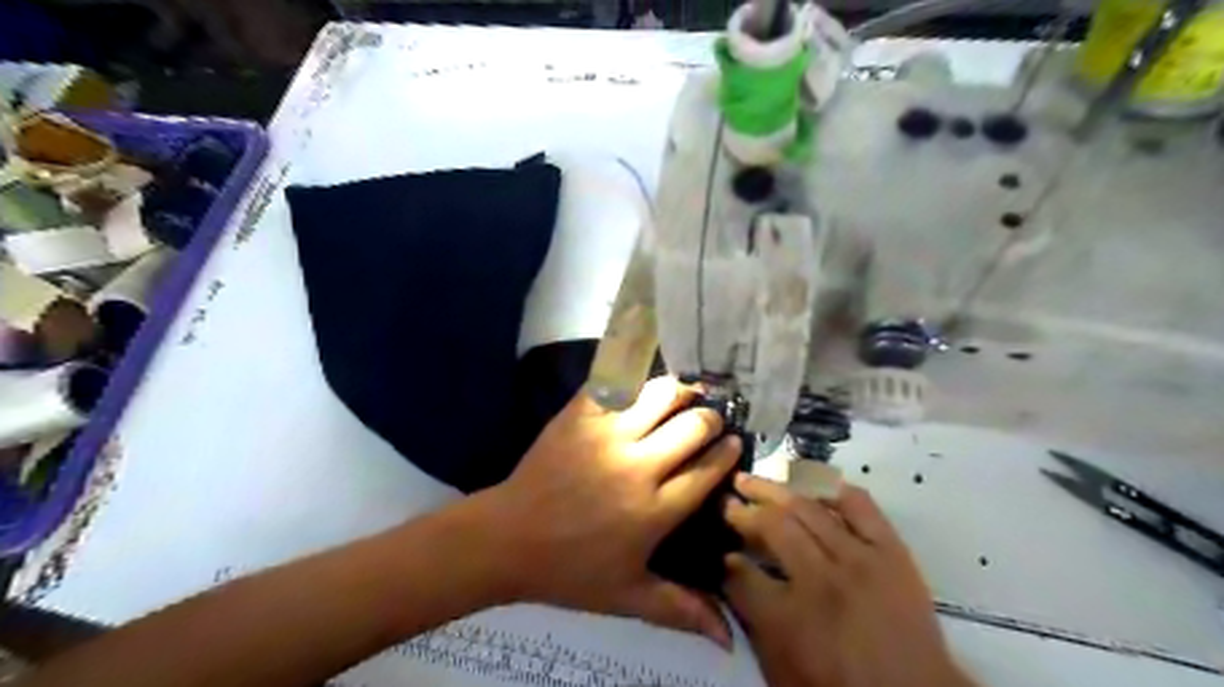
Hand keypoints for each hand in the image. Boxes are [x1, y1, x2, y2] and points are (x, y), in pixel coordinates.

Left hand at [483, 379, 741, 646]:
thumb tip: (729, 639)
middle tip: (709, 420)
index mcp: (653, 509)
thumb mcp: (627, 596)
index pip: (708, 469)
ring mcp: (605, 435)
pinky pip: (614, 383)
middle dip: (710, 418)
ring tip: (683, 395)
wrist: (508, 539)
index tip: (733, 442)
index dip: (727, 451)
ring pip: (658, 395)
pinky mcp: (578, 416)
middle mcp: (636, 465)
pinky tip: (640, 385)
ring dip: (678, 392)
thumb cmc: (570, 571)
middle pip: (692, 425)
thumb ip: (681, 609)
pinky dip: (633, 379)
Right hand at [720, 473, 970, 685]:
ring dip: (772, 490)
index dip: (724, 559)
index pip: (741, 573)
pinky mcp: (891, 551)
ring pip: (807, 509)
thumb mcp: (781, 670)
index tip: (721, 551)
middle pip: (772, 527)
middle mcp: (821, 580)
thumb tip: (730, 574)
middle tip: (727, 501)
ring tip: (750, 480)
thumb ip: (752, 620)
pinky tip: (811, 485)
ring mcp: (859, 559)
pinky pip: (860, 505)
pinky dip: (833, 490)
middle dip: (742, 512)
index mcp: (790, 619)